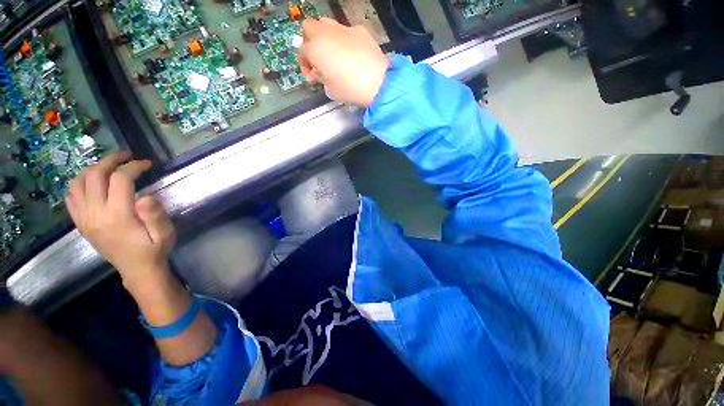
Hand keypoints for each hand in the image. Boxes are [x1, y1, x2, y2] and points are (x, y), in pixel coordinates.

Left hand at [65, 153, 174, 290]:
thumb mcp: (165, 234)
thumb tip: (147, 196)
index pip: (120, 180)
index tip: (147, 164)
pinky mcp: (81, 224)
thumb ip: (156, 216)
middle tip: (126, 157)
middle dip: (110, 161)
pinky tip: (91, 183)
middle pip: (95, 176)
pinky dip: (79, 184)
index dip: (133, 166)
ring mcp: (84, 219)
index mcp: (118, 216)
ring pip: (77, 183)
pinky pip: (71, 197)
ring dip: (92, 169)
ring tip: (108, 166)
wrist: (137, 270)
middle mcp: (96, 214)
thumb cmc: (154, 250)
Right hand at [299, 17, 388, 106]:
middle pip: (308, 27)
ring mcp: (344, 29)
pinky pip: (345, 30)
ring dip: (323, 36)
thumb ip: (320, 79)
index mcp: (315, 49)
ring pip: (325, 23)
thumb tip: (319, 74)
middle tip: (316, 58)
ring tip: (331, 53)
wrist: (377, 82)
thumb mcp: (330, 90)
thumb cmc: (350, 89)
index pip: (302, 52)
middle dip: (308, 41)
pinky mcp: (359, 30)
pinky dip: (343, 39)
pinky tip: (350, 53)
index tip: (312, 76)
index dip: (304, 65)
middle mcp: (326, 33)